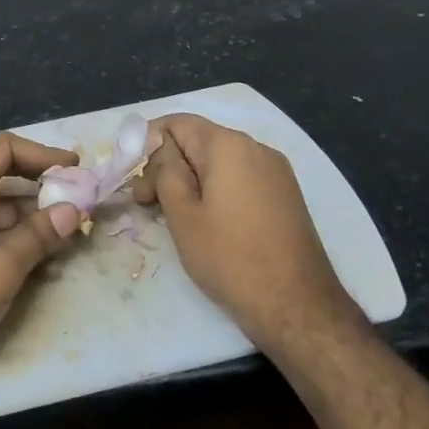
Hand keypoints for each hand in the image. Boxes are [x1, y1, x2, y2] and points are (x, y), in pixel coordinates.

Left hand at [0, 132, 82, 403]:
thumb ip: (37, 236)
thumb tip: (73, 210)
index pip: (0, 149)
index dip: (39, 153)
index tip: (74, 168)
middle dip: (39, 184)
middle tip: (78, 197)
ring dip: (31, 216)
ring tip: (71, 230)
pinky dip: (16, 240)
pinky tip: (45, 258)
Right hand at [132, 114, 364, 353]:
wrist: (297, 305)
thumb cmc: (230, 258)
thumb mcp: (183, 214)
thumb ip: (165, 171)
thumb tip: (160, 149)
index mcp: (228, 145)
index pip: (177, 123)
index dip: (147, 142)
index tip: (131, 175)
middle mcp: (256, 147)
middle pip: (198, 141)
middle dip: (167, 165)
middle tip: (145, 203)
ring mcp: (275, 171)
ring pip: (218, 161)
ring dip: (189, 179)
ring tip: (171, 214)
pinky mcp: (284, 194)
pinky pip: (239, 177)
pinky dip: (215, 189)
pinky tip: (205, 220)